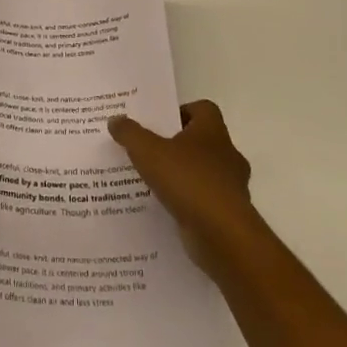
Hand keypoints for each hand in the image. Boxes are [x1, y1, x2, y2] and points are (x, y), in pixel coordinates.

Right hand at [108, 100, 256, 277]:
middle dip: (176, 145)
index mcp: (213, 131)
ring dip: (181, 176)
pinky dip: (187, 202)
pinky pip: (203, 200)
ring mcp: (231, 186)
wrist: (223, 236)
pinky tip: (164, 208)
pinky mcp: (228, 214)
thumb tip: (115, 119)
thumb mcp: (149, 152)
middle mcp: (227, 154)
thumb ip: (130, 133)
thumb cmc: (189, 181)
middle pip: (201, 141)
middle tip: (148, 150)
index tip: (158, 123)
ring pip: (202, 172)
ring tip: (151, 182)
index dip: (181, 112)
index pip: (202, 109)